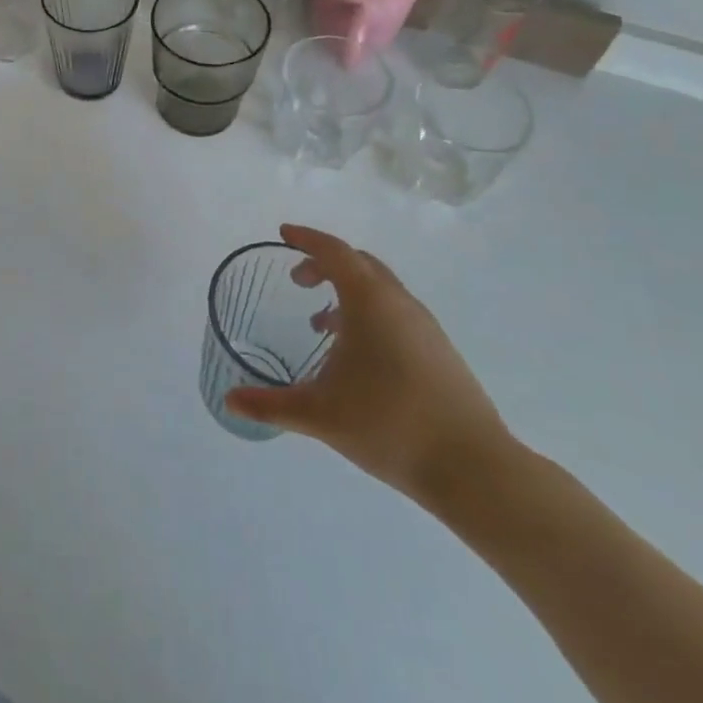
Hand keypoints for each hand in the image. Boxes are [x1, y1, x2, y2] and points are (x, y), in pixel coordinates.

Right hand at [225, 225, 514, 508]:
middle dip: (325, 263)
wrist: (474, 468)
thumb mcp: (319, 414)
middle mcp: (399, 302)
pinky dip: (369, 313)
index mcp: (369, 301)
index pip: (333, 250)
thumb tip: (228, 400)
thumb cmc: (389, 425)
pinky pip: (396, 312)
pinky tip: (359, 356)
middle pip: (359, 263)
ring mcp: (425, 326)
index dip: (306, 238)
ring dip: (348, 291)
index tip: (283, 234)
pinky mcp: (440, 351)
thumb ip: (269, 404)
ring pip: (381, 289)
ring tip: (322, 322)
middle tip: (297, 280)